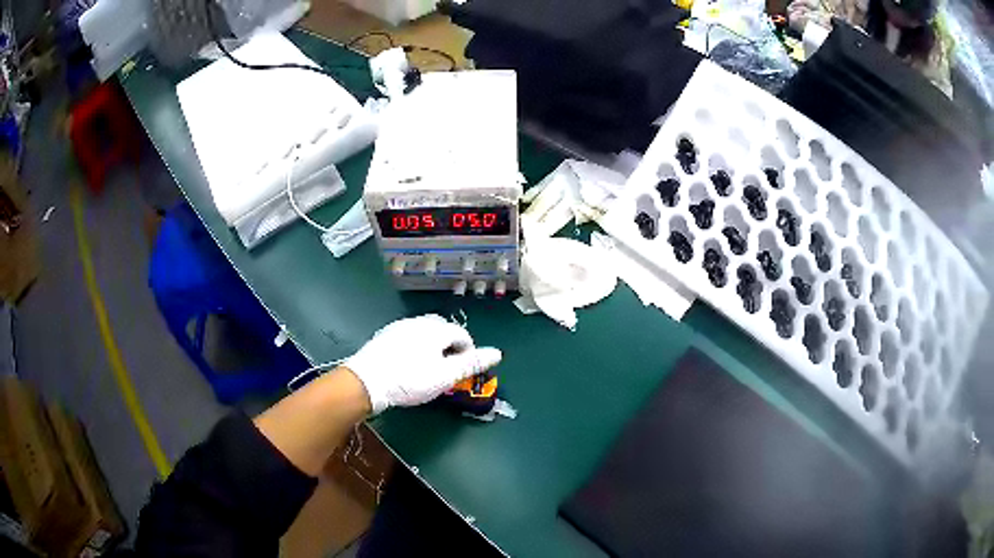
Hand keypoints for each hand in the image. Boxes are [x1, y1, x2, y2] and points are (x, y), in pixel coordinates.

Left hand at [345, 315, 501, 413]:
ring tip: (429, 366)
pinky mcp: (386, 335)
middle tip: (447, 368)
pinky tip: (409, 362)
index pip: (462, 335)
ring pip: (425, 331)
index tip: (463, 371)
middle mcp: (419, 322)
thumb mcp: (444, 376)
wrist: (367, 380)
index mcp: (436, 330)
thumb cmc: (409, 380)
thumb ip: (471, 364)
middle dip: (450, 346)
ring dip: (433, 345)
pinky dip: (416, 345)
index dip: (468, 352)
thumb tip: (497, 353)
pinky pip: (409, 335)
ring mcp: (400, 326)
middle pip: (443, 329)